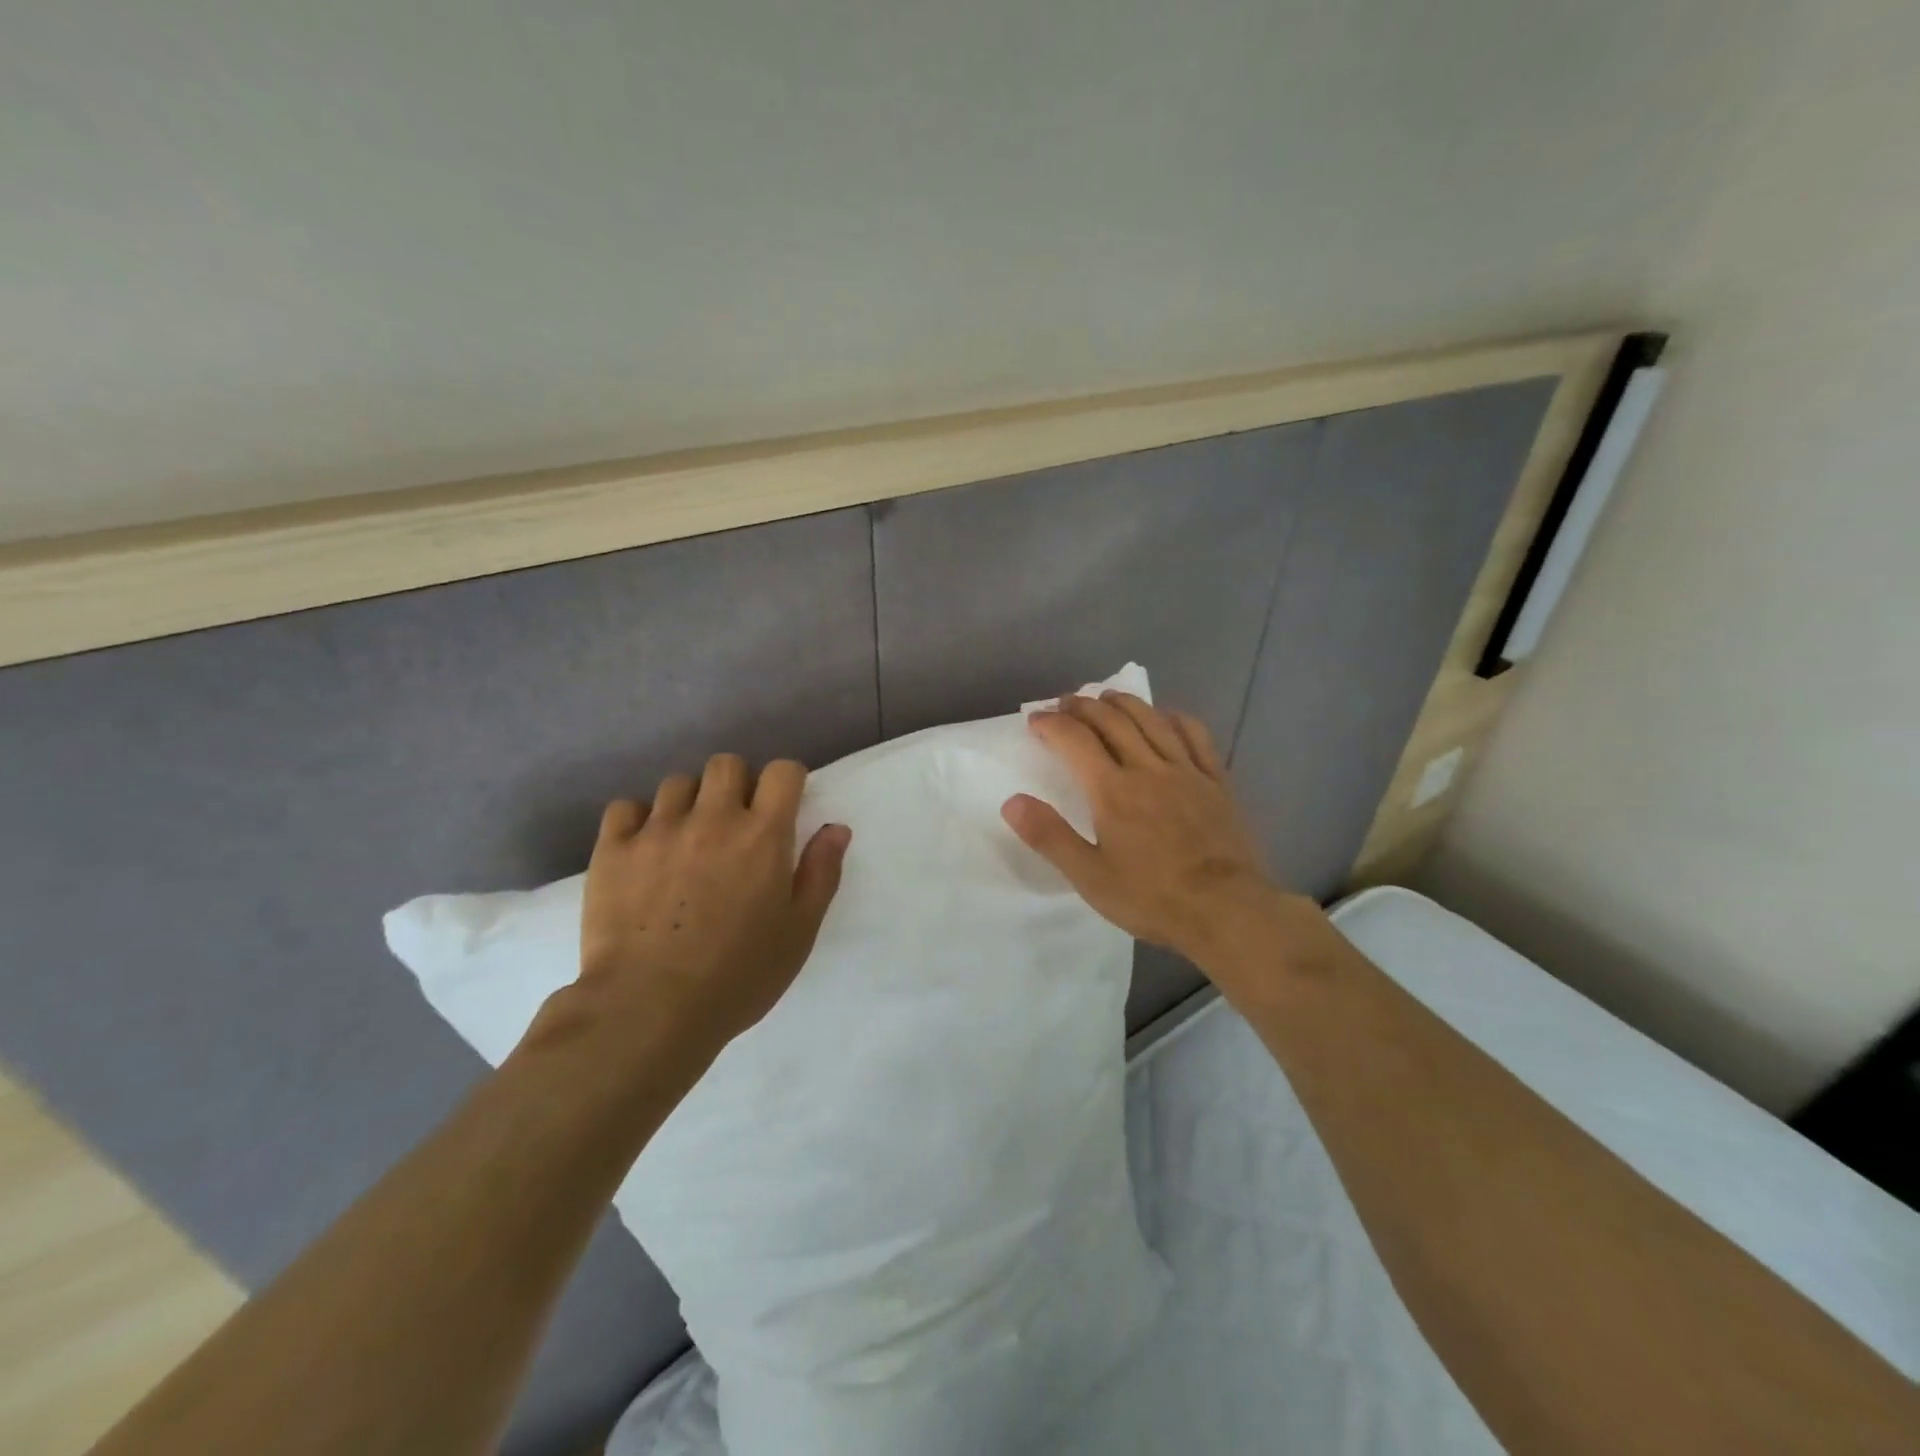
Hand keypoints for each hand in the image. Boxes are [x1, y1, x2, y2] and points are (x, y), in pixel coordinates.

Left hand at [568, 754, 850, 1068]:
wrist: (648, 1008)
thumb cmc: (738, 975)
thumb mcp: (799, 932)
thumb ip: (821, 873)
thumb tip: (836, 828)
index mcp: (762, 834)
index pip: (782, 771)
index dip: (787, 782)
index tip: (783, 806)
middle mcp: (712, 818)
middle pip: (726, 764)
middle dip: (737, 784)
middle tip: (735, 823)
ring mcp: (658, 830)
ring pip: (676, 783)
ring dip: (690, 802)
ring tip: (687, 839)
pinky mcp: (613, 849)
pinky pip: (625, 808)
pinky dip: (638, 820)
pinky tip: (644, 849)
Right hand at [1001, 692, 1296, 975]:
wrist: (1227, 910)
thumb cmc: (1152, 897)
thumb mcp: (1089, 876)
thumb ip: (1049, 836)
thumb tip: (1012, 801)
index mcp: (1113, 790)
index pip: (1075, 740)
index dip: (1051, 723)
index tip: (1035, 719)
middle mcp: (1148, 768)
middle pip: (1112, 721)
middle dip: (1083, 705)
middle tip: (1065, 703)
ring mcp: (1186, 771)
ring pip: (1151, 720)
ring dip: (1124, 702)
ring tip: (1107, 697)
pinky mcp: (1216, 781)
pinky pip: (1196, 735)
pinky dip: (1174, 718)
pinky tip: (1166, 716)